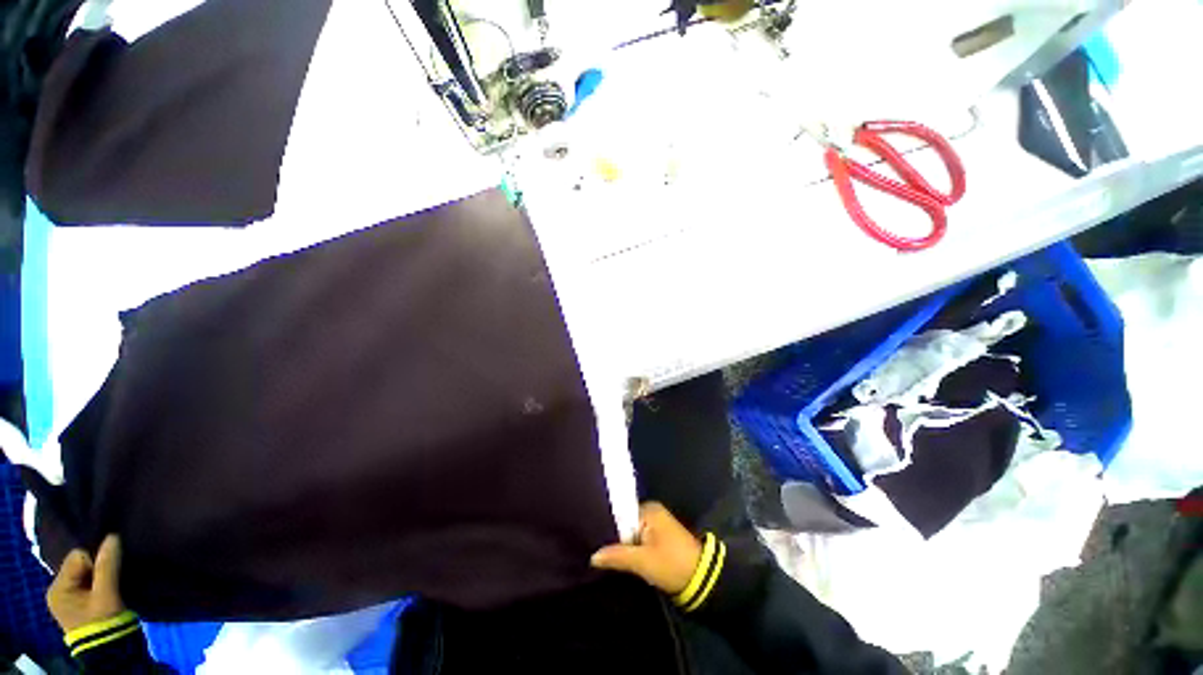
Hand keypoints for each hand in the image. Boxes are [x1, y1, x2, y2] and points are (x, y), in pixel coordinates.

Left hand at [47, 535, 126, 633]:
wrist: (110, 649)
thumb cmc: (104, 620)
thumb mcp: (106, 594)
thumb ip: (107, 565)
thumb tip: (113, 537)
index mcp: (58, 588)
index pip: (77, 557)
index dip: (96, 560)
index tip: (109, 574)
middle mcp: (58, 590)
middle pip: (80, 565)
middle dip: (97, 568)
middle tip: (111, 580)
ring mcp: (67, 598)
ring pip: (85, 573)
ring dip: (99, 575)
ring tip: (111, 586)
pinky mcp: (78, 602)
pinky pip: (87, 581)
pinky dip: (99, 582)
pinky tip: (107, 590)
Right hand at [591, 502, 702, 594]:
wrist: (702, 579)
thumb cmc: (671, 564)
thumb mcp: (642, 562)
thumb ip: (616, 556)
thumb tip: (592, 556)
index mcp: (648, 509)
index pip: (619, 513)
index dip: (606, 527)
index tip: (592, 537)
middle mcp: (651, 511)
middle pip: (624, 523)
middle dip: (613, 537)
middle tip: (594, 548)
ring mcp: (656, 524)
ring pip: (631, 532)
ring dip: (621, 544)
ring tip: (602, 554)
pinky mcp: (659, 537)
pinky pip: (638, 538)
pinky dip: (630, 547)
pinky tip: (618, 557)